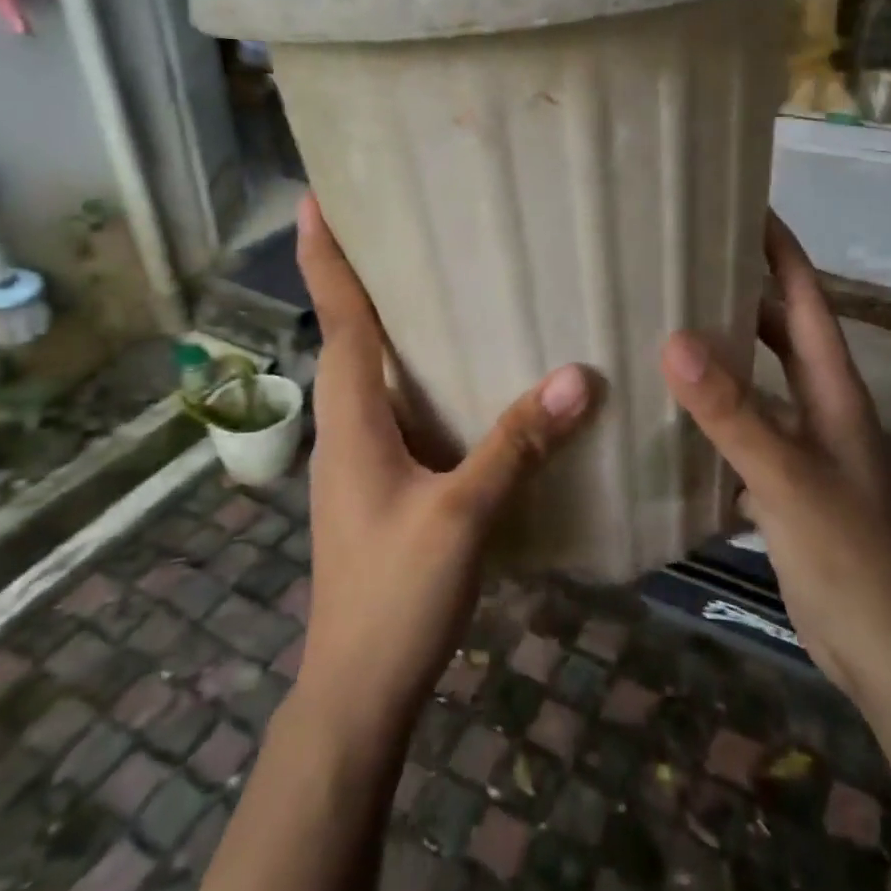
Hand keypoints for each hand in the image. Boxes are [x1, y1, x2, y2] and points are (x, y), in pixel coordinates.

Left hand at [293, 194, 592, 730]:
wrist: (357, 691)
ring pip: (375, 374)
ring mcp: (363, 458)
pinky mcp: (384, 483)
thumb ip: (515, 444)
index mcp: (351, 419)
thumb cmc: (392, 596)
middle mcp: (349, 427)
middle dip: (361, 277)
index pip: (337, 320)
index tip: (314, 198)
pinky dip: (421, 375)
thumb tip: (576, 377)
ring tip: (436, 282)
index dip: (324, 258)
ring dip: (392, 325)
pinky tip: (465, 376)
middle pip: (349, 336)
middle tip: (397, 223)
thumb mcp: (461, 515)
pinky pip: (400, 408)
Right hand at [661, 214, 890, 699]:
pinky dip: (713, 410)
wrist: (884, 650)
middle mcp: (820, 406)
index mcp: (833, 389)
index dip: (781, 251)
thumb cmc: (848, 554)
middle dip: (743, 292)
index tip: (745, 206)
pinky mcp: (784, 484)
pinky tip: (670, 410)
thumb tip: (675, 341)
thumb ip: (733, 412)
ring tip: (667, 323)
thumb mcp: (787, 477)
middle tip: (686, 261)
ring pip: (759, 380)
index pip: (806, 300)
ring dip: (724, 351)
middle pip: (780, 332)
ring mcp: (803, 447)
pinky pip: (743, 428)